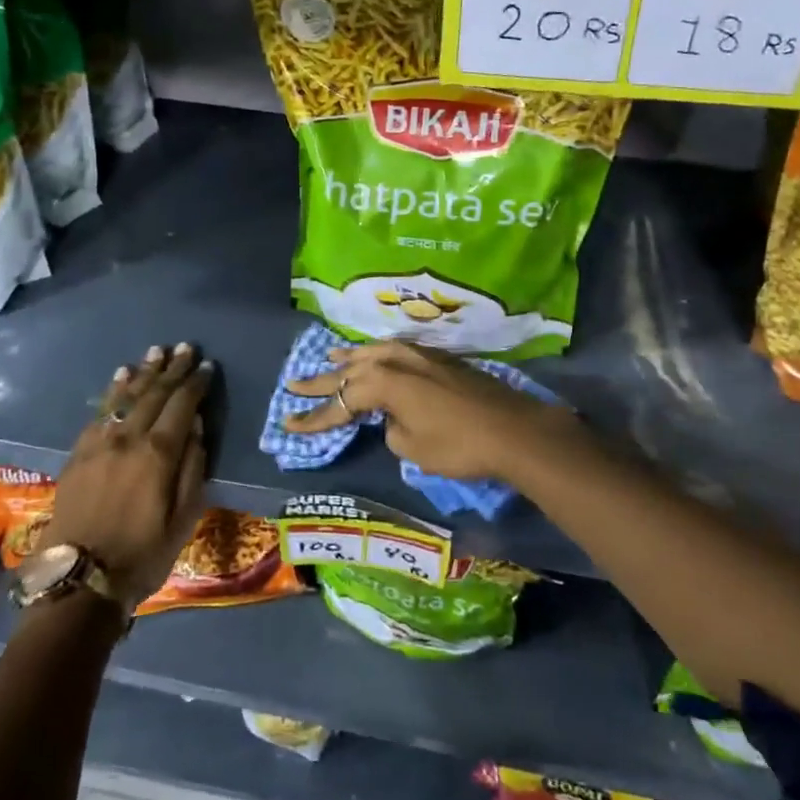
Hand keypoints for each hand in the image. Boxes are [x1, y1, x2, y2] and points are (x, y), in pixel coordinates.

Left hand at [39, 342, 212, 603]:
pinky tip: (120, 378)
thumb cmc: (143, 553)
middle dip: (172, 369)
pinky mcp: (78, 454)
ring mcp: (99, 444)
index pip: (182, 405)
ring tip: (155, 351)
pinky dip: (113, 391)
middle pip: (154, 394)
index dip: (196, 383)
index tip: (207, 366)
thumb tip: (196, 426)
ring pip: (125, 397)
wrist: (79, 581)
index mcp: (158, 453)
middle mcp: (128, 438)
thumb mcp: (184, 517)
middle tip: (185, 348)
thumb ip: (192, 467)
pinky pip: (99, 413)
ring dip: (143, 372)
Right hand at [282, 341, 585, 483]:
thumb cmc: (458, 444)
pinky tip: (375, 356)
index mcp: (383, 383)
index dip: (314, 418)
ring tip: (330, 358)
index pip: (340, 402)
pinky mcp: (438, 359)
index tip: (288, 426)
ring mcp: (419, 355)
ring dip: (350, 358)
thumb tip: (394, 419)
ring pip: (373, 353)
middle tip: (293, 384)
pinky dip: (377, 354)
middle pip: (350, 370)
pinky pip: (395, 351)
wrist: (511, 428)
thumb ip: (392, 429)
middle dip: (321, 381)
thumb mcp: (413, 448)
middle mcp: (395, 361)